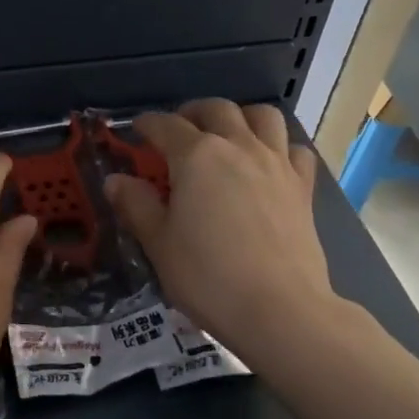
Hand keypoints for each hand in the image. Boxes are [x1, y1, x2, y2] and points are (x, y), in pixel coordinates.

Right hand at [104, 100, 345, 357]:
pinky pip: (294, 150)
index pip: (165, 125)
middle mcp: (238, 147)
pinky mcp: (303, 188)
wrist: (279, 309)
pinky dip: (279, 147)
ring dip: (240, 117)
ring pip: (262, 116)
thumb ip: (136, 205)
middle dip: (192, 112)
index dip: (147, 124)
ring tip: (227, 135)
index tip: (137, 131)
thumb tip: (115, 181)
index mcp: (196, 156)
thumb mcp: (158, 243)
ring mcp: (276, 164)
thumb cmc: (208, 276)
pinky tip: (269, 165)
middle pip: (216, 109)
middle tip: (179, 131)